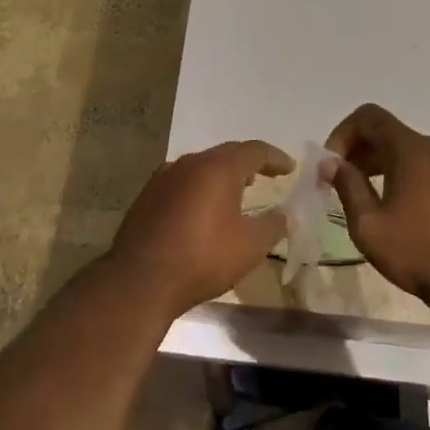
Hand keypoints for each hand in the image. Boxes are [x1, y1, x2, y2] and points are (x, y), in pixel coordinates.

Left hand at [107, 141, 293, 318]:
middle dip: (248, 163)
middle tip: (266, 175)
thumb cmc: (203, 258)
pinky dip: (199, 187)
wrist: (141, 279)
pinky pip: (182, 182)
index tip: (289, 168)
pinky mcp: (147, 195)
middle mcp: (190, 163)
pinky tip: (202, 207)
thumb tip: (285, 215)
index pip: (254, 150)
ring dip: (221, 175)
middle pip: (226, 154)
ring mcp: (164, 177)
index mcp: (218, 168)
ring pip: (201, 166)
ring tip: (236, 190)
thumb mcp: (250, 246)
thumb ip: (272, 225)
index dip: (275, 157)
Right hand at [325, 104, 429, 311]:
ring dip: (381, 164)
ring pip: (409, 150)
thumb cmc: (420, 253)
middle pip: (388, 132)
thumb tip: (330, 163)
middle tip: (341, 183)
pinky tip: (400, 208)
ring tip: (367, 197)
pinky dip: (406, 175)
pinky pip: (428, 166)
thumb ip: (347, 186)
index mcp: (411, 149)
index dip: (342, 134)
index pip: (369, 116)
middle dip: (359, 151)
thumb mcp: (369, 225)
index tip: (331, 165)